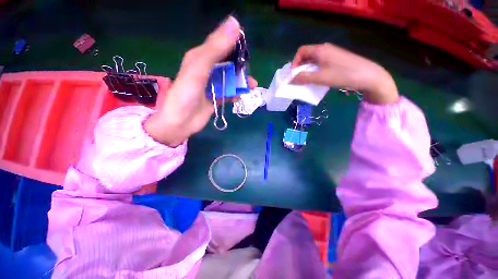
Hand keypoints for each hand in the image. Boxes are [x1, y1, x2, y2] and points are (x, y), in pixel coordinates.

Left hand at [145, 16, 256, 146]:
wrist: (180, 123)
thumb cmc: (186, 95)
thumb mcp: (199, 69)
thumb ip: (216, 49)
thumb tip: (235, 23)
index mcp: (200, 57)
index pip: (221, 45)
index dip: (234, 45)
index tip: (247, 50)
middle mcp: (206, 70)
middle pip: (228, 63)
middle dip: (240, 67)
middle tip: (249, 74)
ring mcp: (211, 85)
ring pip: (230, 79)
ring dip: (240, 82)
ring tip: (251, 86)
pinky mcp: (215, 98)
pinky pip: (228, 93)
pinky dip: (235, 94)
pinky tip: (240, 97)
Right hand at [291, 43, 398, 103]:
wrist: (368, 76)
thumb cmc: (343, 75)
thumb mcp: (320, 78)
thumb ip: (304, 78)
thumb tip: (290, 79)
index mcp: (320, 50)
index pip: (301, 51)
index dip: (294, 62)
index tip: (293, 75)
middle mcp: (325, 49)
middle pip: (307, 56)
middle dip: (300, 68)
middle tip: (298, 80)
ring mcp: (332, 55)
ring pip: (313, 61)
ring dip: (307, 71)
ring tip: (307, 82)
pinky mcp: (336, 61)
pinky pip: (321, 64)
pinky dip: (315, 72)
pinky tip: (317, 80)